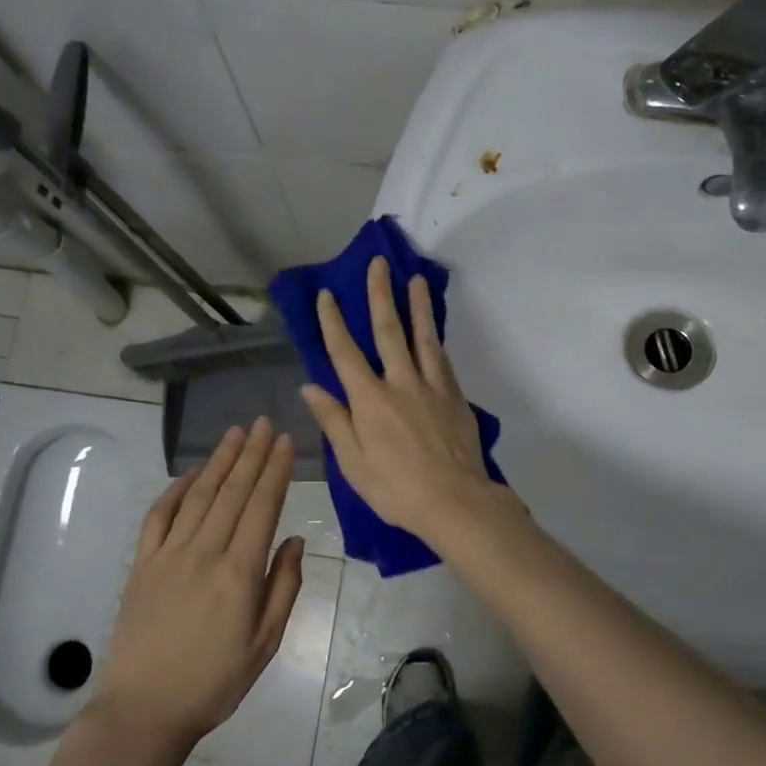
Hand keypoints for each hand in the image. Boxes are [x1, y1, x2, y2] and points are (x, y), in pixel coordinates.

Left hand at [89, 419, 304, 749]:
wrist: (144, 711)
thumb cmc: (214, 682)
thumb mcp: (264, 643)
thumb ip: (283, 586)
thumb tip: (293, 538)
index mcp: (239, 573)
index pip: (262, 506)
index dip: (274, 469)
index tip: (284, 440)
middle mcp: (204, 552)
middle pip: (232, 491)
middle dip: (250, 453)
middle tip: (263, 423)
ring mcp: (168, 555)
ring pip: (199, 495)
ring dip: (218, 461)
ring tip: (234, 433)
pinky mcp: (142, 564)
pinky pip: (158, 516)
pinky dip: (176, 489)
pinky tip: (191, 474)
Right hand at [300, 255, 500, 538]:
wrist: (455, 501)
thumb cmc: (396, 489)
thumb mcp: (353, 463)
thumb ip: (334, 421)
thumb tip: (310, 387)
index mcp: (369, 400)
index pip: (344, 352)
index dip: (333, 322)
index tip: (327, 295)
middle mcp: (400, 382)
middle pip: (388, 330)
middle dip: (380, 295)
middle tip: (378, 264)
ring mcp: (431, 386)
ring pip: (422, 337)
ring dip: (416, 305)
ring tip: (415, 279)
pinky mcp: (454, 395)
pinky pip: (442, 358)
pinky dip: (435, 338)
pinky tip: (434, 328)